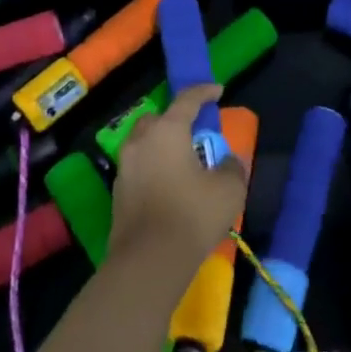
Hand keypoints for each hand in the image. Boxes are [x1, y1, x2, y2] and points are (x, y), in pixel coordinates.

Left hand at [108, 84, 247, 273]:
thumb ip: (232, 167)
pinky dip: (154, 168)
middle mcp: (141, 140)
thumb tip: (229, 161)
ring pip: (145, 143)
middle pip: (159, 119)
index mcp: (167, 130)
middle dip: (176, 119)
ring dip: (163, 145)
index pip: (187, 99)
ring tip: (184, 161)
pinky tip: (169, 186)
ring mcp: (125, 166)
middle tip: (196, 132)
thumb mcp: (229, 190)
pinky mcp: (117, 191)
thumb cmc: (192, 215)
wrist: (148, 260)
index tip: (217, 91)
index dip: (204, 92)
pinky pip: (139, 167)